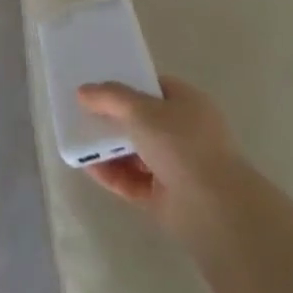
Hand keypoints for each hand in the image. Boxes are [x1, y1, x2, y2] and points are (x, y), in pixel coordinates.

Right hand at [76, 75, 234, 245]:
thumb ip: (110, 97)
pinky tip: (88, 168)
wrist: (213, 207)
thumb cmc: (181, 145)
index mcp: (188, 104)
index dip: (128, 85)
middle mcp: (184, 133)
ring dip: (108, 148)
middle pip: (142, 121)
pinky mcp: (164, 196)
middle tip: (82, 115)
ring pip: (135, 152)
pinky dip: (111, 174)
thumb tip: (83, 91)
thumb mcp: (141, 110)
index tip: (99, 87)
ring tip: (79, 142)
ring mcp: (175, 166)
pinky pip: (131, 180)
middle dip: (113, 119)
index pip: (155, 88)